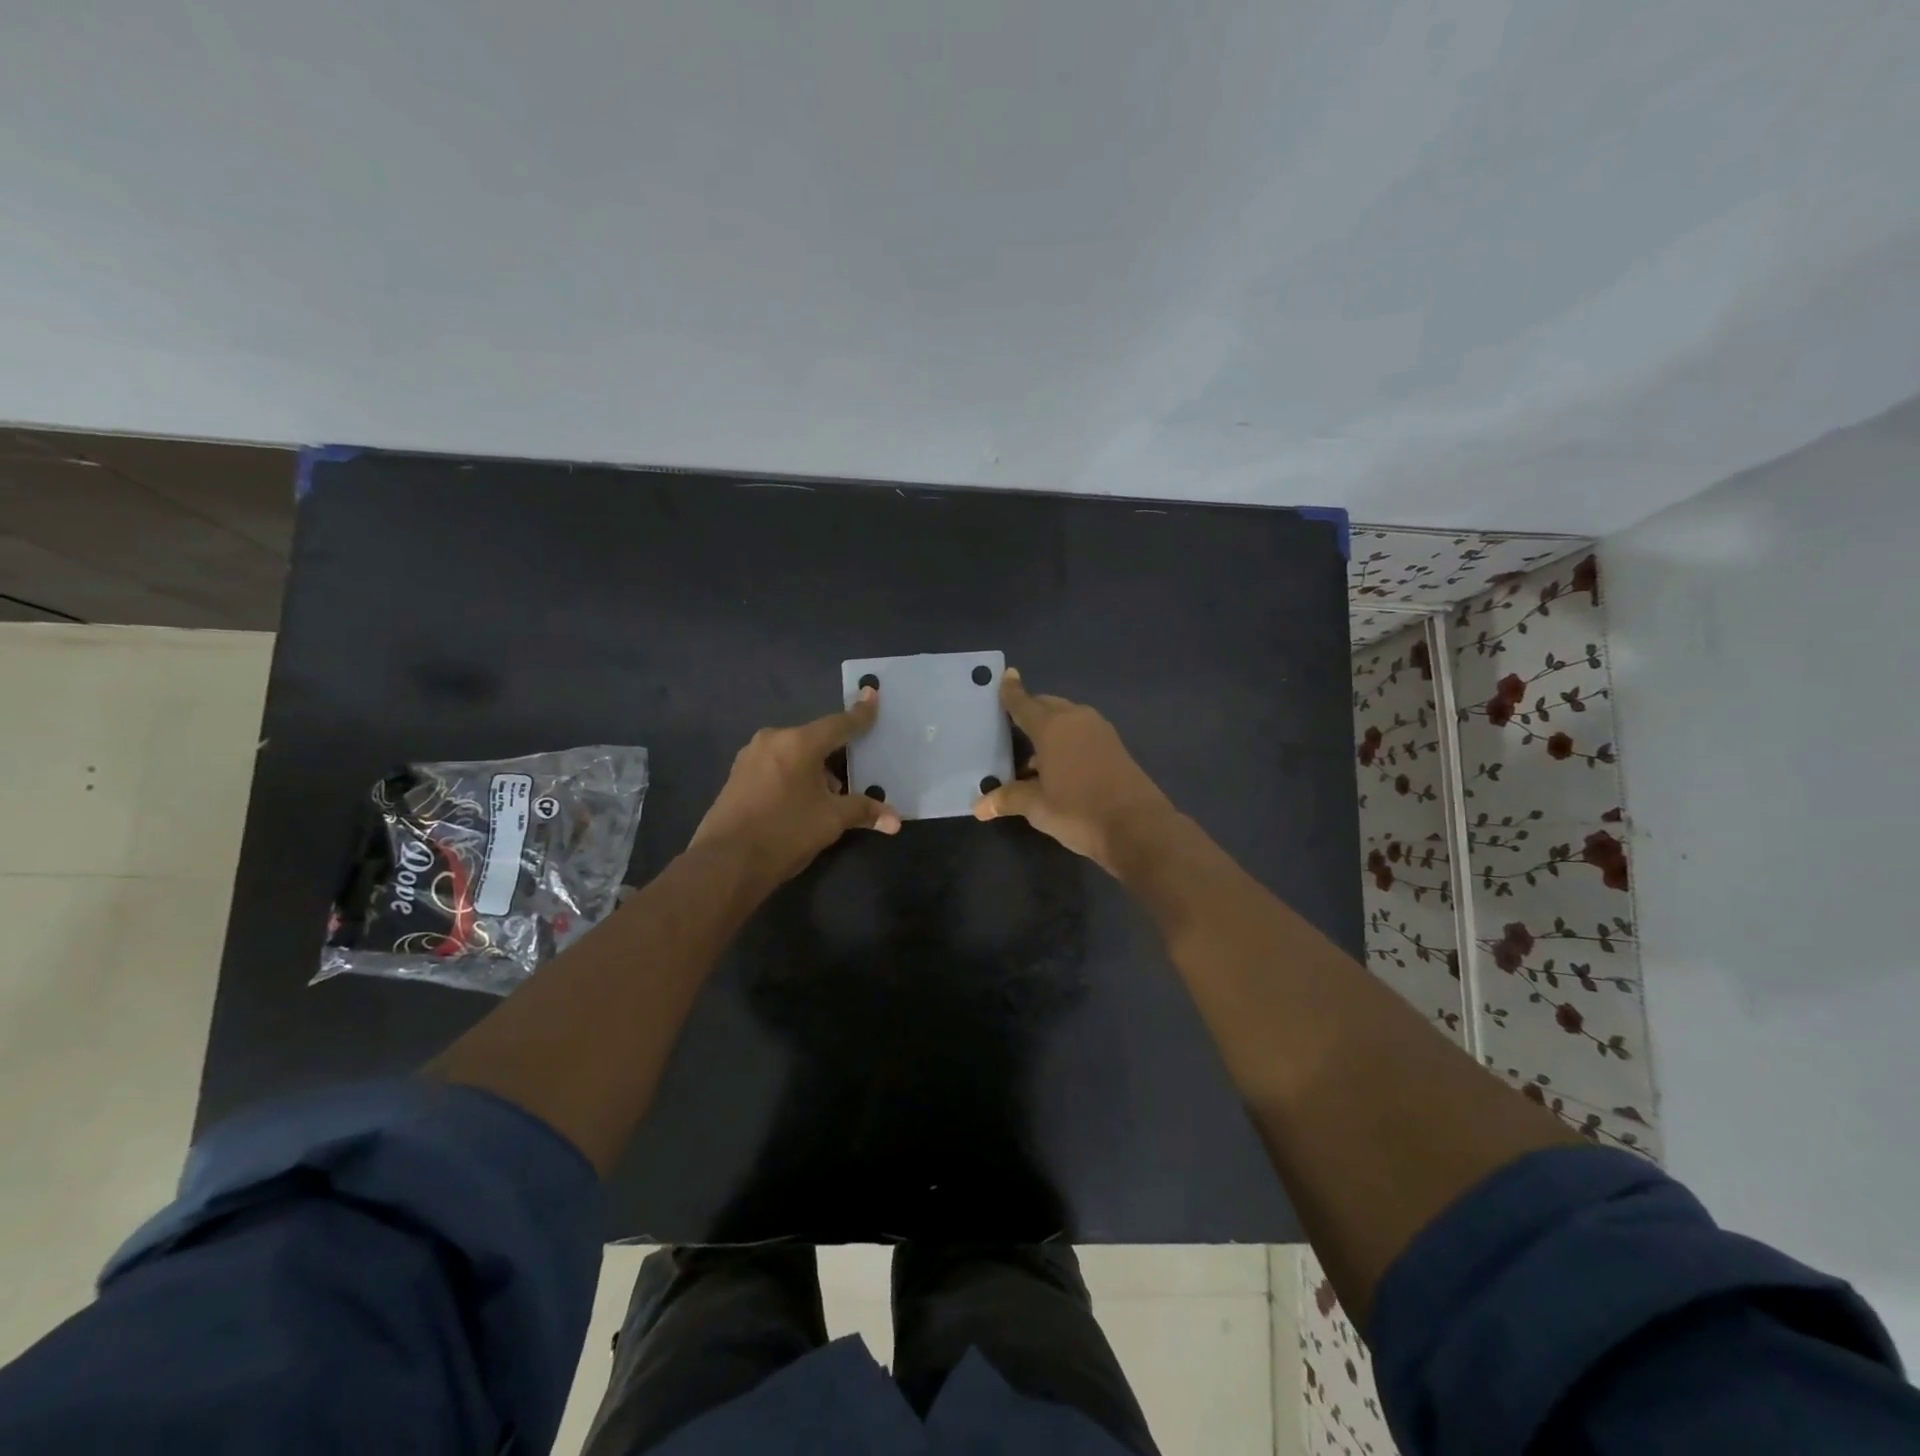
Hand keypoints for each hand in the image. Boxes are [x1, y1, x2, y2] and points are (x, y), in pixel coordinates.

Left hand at [691, 688, 902, 882]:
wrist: (725, 863)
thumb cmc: (785, 832)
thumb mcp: (830, 821)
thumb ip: (863, 811)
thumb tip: (895, 821)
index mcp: (799, 743)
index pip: (839, 724)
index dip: (860, 713)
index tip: (872, 693)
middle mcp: (773, 740)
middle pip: (815, 740)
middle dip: (836, 757)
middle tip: (852, 778)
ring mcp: (750, 757)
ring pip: (794, 755)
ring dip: (813, 770)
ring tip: (825, 800)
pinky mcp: (737, 776)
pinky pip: (776, 766)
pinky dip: (793, 777)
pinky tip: (798, 804)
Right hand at [971, 669, 1177, 874]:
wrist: (1137, 827)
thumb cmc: (1079, 811)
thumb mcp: (1037, 807)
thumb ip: (1008, 799)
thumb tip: (979, 806)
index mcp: (1052, 726)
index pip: (1024, 703)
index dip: (1011, 691)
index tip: (1005, 676)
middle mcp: (1076, 720)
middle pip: (1047, 706)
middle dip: (1030, 711)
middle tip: (1010, 725)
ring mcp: (1099, 732)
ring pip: (1067, 719)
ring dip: (1049, 730)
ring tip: (1029, 755)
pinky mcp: (1114, 747)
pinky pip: (1081, 734)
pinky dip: (1066, 741)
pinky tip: (1056, 767)